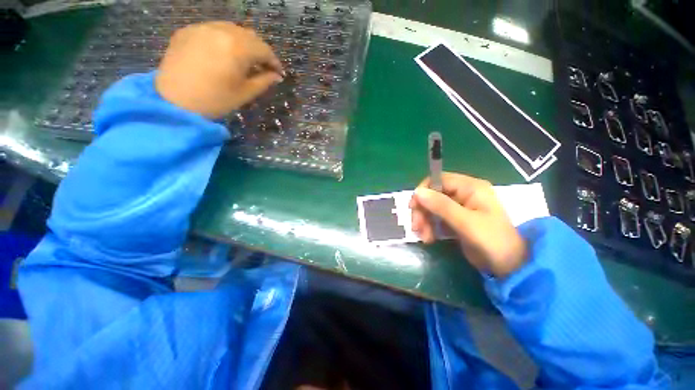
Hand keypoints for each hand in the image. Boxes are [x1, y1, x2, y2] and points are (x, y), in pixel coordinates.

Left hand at [156, 21, 283, 117]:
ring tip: (244, 58)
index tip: (278, 72)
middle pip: (249, 35)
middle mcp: (220, 31)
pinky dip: (223, 39)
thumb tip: (276, 76)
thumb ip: (263, 81)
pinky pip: (212, 30)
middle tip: (263, 66)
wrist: (174, 102)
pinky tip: (223, 53)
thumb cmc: (215, 101)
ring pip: (231, 29)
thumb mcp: (245, 93)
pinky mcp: (187, 30)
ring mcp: (201, 28)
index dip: (274, 61)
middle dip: (259, 50)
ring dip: (242, 42)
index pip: (263, 49)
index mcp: (237, 48)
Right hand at [409, 172, 526, 278]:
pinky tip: (429, 238)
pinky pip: (435, 218)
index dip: (423, 191)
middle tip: (416, 228)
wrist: (509, 266)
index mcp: (470, 187)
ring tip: (424, 237)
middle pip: (432, 195)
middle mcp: (463, 194)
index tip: (413, 207)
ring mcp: (458, 207)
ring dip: (424, 221)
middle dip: (422, 211)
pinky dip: (429, 227)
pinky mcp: (455, 220)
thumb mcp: (466, 222)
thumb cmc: (492, 241)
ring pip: (431, 207)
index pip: (438, 179)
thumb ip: (441, 206)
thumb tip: (417, 192)